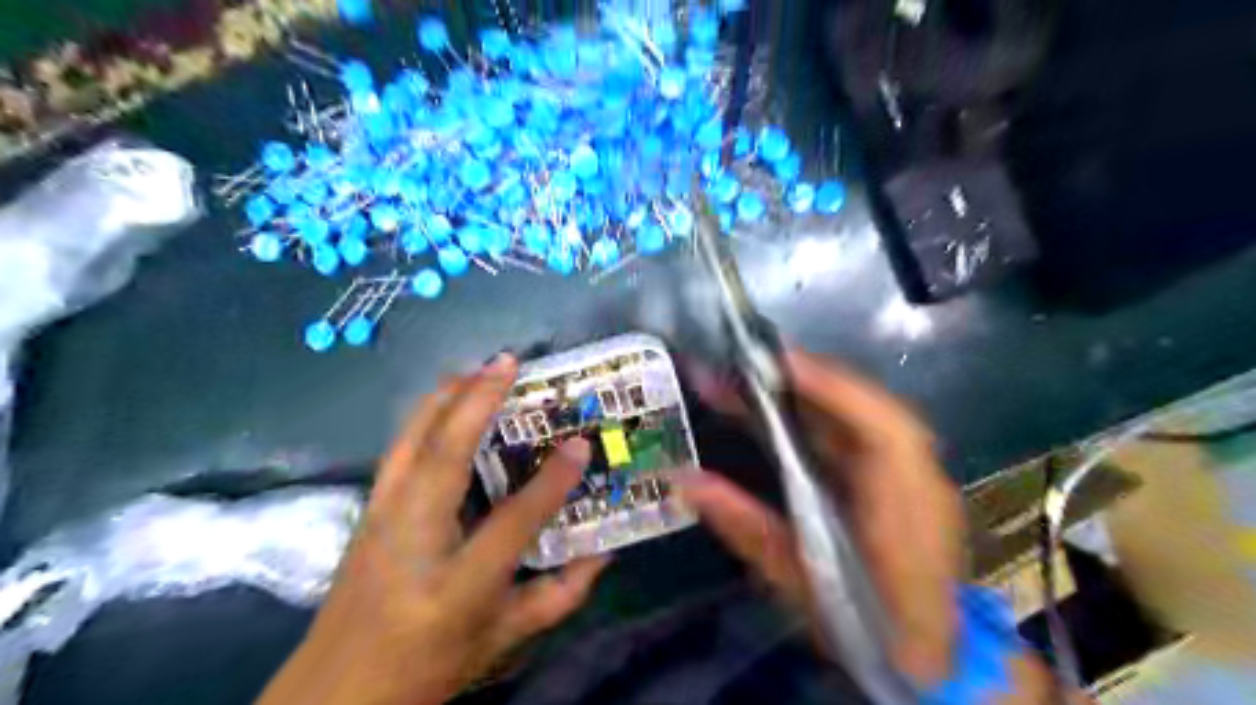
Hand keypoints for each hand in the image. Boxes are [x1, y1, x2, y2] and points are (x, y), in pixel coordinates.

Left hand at [260, 356, 608, 703]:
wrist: (334, 692)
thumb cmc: (427, 666)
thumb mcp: (502, 641)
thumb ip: (558, 596)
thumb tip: (605, 553)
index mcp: (455, 585)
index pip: (511, 522)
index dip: (550, 483)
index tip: (580, 444)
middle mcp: (413, 541)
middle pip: (443, 457)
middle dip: (477, 401)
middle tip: (507, 362)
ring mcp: (381, 520)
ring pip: (412, 441)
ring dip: (446, 397)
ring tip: (477, 368)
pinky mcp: (367, 511)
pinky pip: (399, 449)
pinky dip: (424, 416)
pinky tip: (443, 401)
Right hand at [677, 349, 962, 689]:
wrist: (933, 659)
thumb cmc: (864, 625)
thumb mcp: (796, 581)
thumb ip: (742, 525)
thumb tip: (684, 479)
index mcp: (902, 510)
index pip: (880, 428)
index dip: (831, 385)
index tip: (776, 362)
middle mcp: (919, 479)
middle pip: (868, 407)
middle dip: (807, 379)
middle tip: (749, 365)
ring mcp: (919, 474)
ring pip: (865, 414)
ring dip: (813, 391)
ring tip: (759, 379)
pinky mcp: (907, 477)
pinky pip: (864, 431)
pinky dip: (825, 412)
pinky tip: (790, 410)